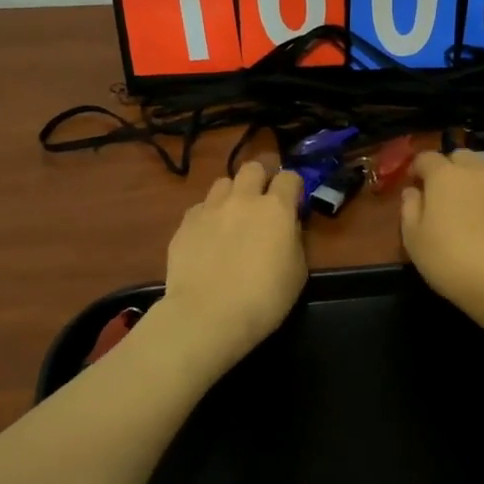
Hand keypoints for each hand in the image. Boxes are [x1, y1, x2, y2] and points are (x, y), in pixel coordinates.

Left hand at [160, 160, 307, 369]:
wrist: (208, 315)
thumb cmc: (263, 299)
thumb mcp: (297, 272)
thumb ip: (293, 240)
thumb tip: (286, 227)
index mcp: (276, 208)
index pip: (290, 177)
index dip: (293, 188)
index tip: (293, 204)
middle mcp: (243, 199)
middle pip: (253, 168)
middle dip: (260, 180)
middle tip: (261, 204)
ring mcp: (210, 208)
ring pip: (223, 183)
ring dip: (232, 195)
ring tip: (231, 219)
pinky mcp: (185, 223)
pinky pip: (200, 208)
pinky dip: (207, 217)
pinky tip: (207, 239)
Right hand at [401, 150, 483, 335]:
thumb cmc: (451, 261)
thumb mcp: (414, 240)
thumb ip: (410, 209)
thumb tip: (413, 191)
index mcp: (445, 175)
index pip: (427, 158)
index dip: (417, 168)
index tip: (414, 183)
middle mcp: (477, 171)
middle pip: (460, 157)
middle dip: (448, 168)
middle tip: (442, 193)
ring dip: (473, 177)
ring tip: (469, 203)